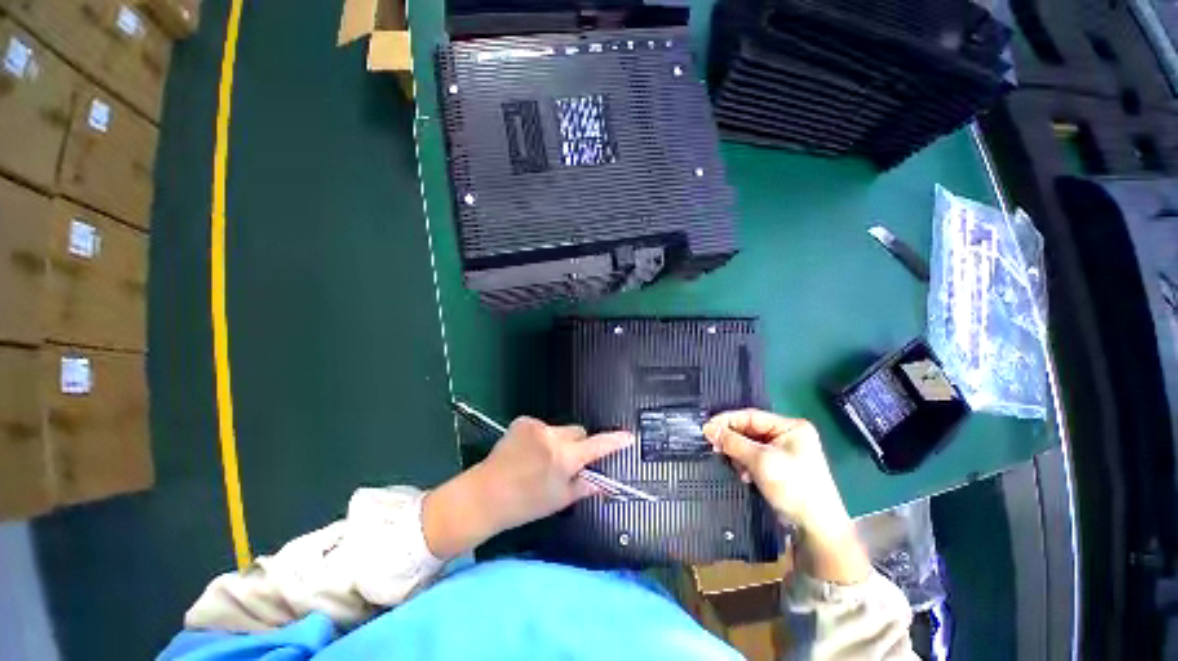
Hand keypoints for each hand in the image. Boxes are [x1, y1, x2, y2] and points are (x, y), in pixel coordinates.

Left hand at [423, 417, 632, 558]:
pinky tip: (527, 451)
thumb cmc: (525, 504)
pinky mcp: (523, 421)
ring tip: (540, 459)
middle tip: (565, 463)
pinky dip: (541, 436)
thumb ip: (586, 486)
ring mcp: (536, 426)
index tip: (628, 437)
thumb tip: (605, 482)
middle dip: (578, 445)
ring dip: (558, 441)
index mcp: (564, 459)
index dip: (614, 441)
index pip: (597, 446)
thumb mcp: (560, 500)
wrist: (485, 495)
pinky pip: (543, 426)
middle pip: (578, 432)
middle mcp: (552, 437)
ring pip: (561, 429)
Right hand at [703, 409, 869, 583]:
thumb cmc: (793, 487)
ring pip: (750, 445)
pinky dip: (746, 464)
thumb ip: (733, 442)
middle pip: (750, 430)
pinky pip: (755, 458)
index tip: (706, 428)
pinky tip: (744, 475)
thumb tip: (708, 429)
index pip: (751, 416)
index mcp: (791, 426)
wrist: (817, 528)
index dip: (727, 421)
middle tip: (714, 447)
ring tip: (734, 466)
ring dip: (738, 454)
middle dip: (733, 440)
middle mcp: (788, 435)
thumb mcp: (761, 461)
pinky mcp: (780, 468)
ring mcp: (785, 452)